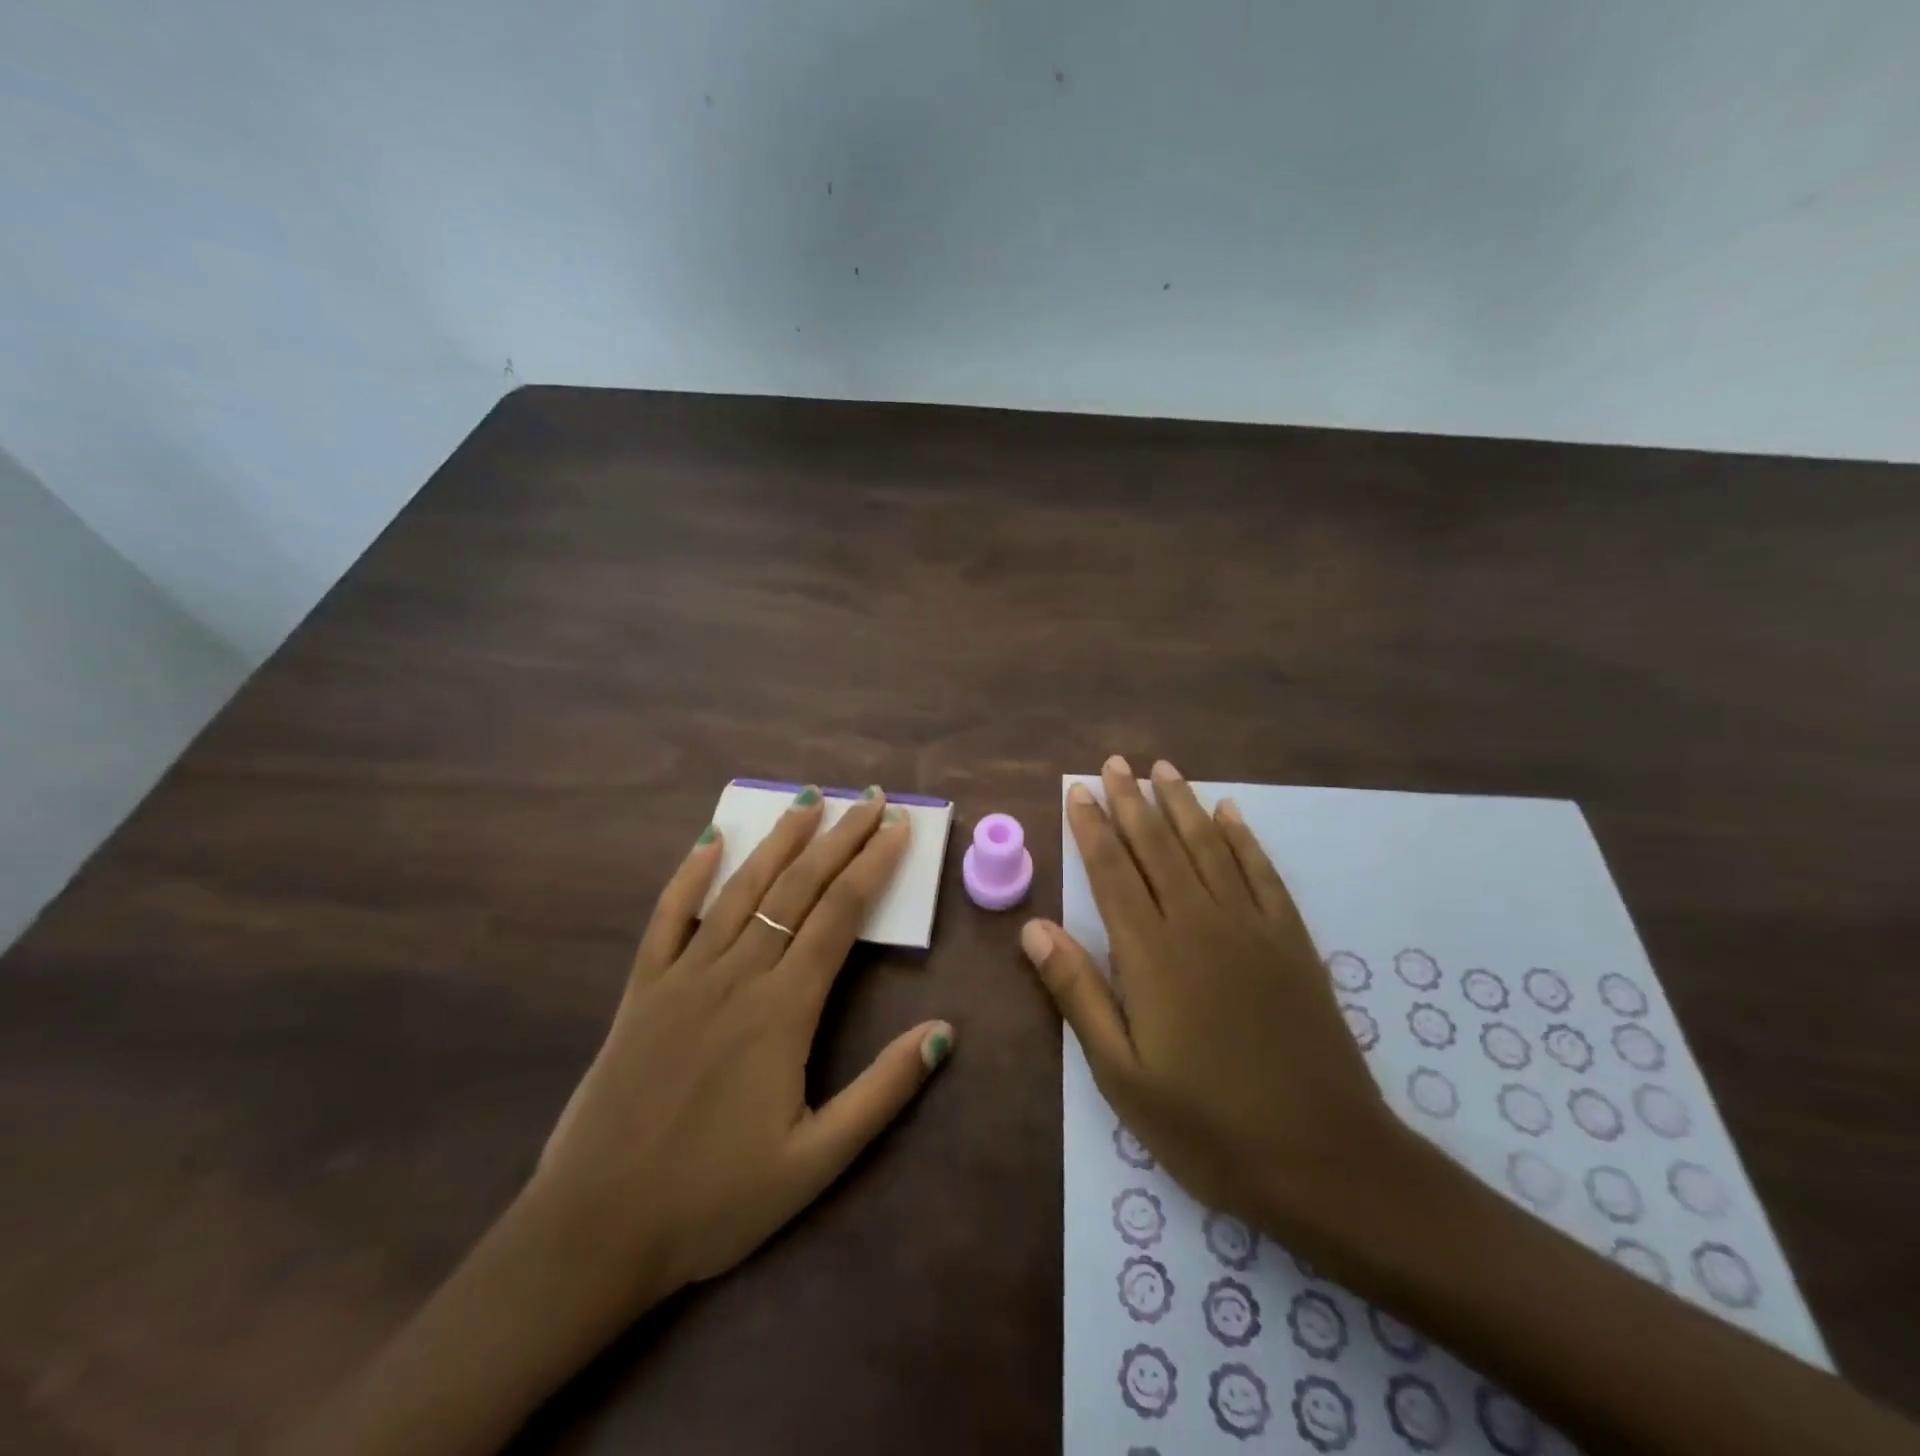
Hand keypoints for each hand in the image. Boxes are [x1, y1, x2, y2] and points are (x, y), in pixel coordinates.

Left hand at [285, 788, 954, 1455]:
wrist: (595, 1232)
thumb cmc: (714, 1200)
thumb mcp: (816, 1161)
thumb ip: (882, 1092)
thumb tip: (943, 1032)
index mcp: (783, 1010)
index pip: (840, 914)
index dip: (874, 864)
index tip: (898, 826)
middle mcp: (737, 975)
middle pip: (797, 888)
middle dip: (839, 837)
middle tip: (869, 798)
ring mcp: (684, 976)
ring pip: (742, 889)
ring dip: (778, 840)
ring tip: (808, 799)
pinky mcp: (642, 990)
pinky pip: (668, 918)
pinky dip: (690, 875)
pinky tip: (709, 840)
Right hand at [1020, 756, 1417, 1253]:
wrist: (1325, 1159)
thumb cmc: (1208, 1126)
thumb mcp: (1122, 1074)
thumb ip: (1078, 993)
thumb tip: (1033, 927)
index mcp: (1152, 954)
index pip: (1112, 872)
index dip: (1092, 829)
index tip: (1078, 792)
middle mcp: (1200, 923)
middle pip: (1158, 846)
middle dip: (1132, 801)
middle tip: (1114, 762)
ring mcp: (1252, 928)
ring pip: (1209, 847)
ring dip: (1182, 804)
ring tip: (1162, 768)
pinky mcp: (1293, 942)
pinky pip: (1263, 873)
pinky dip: (1243, 838)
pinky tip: (1230, 813)